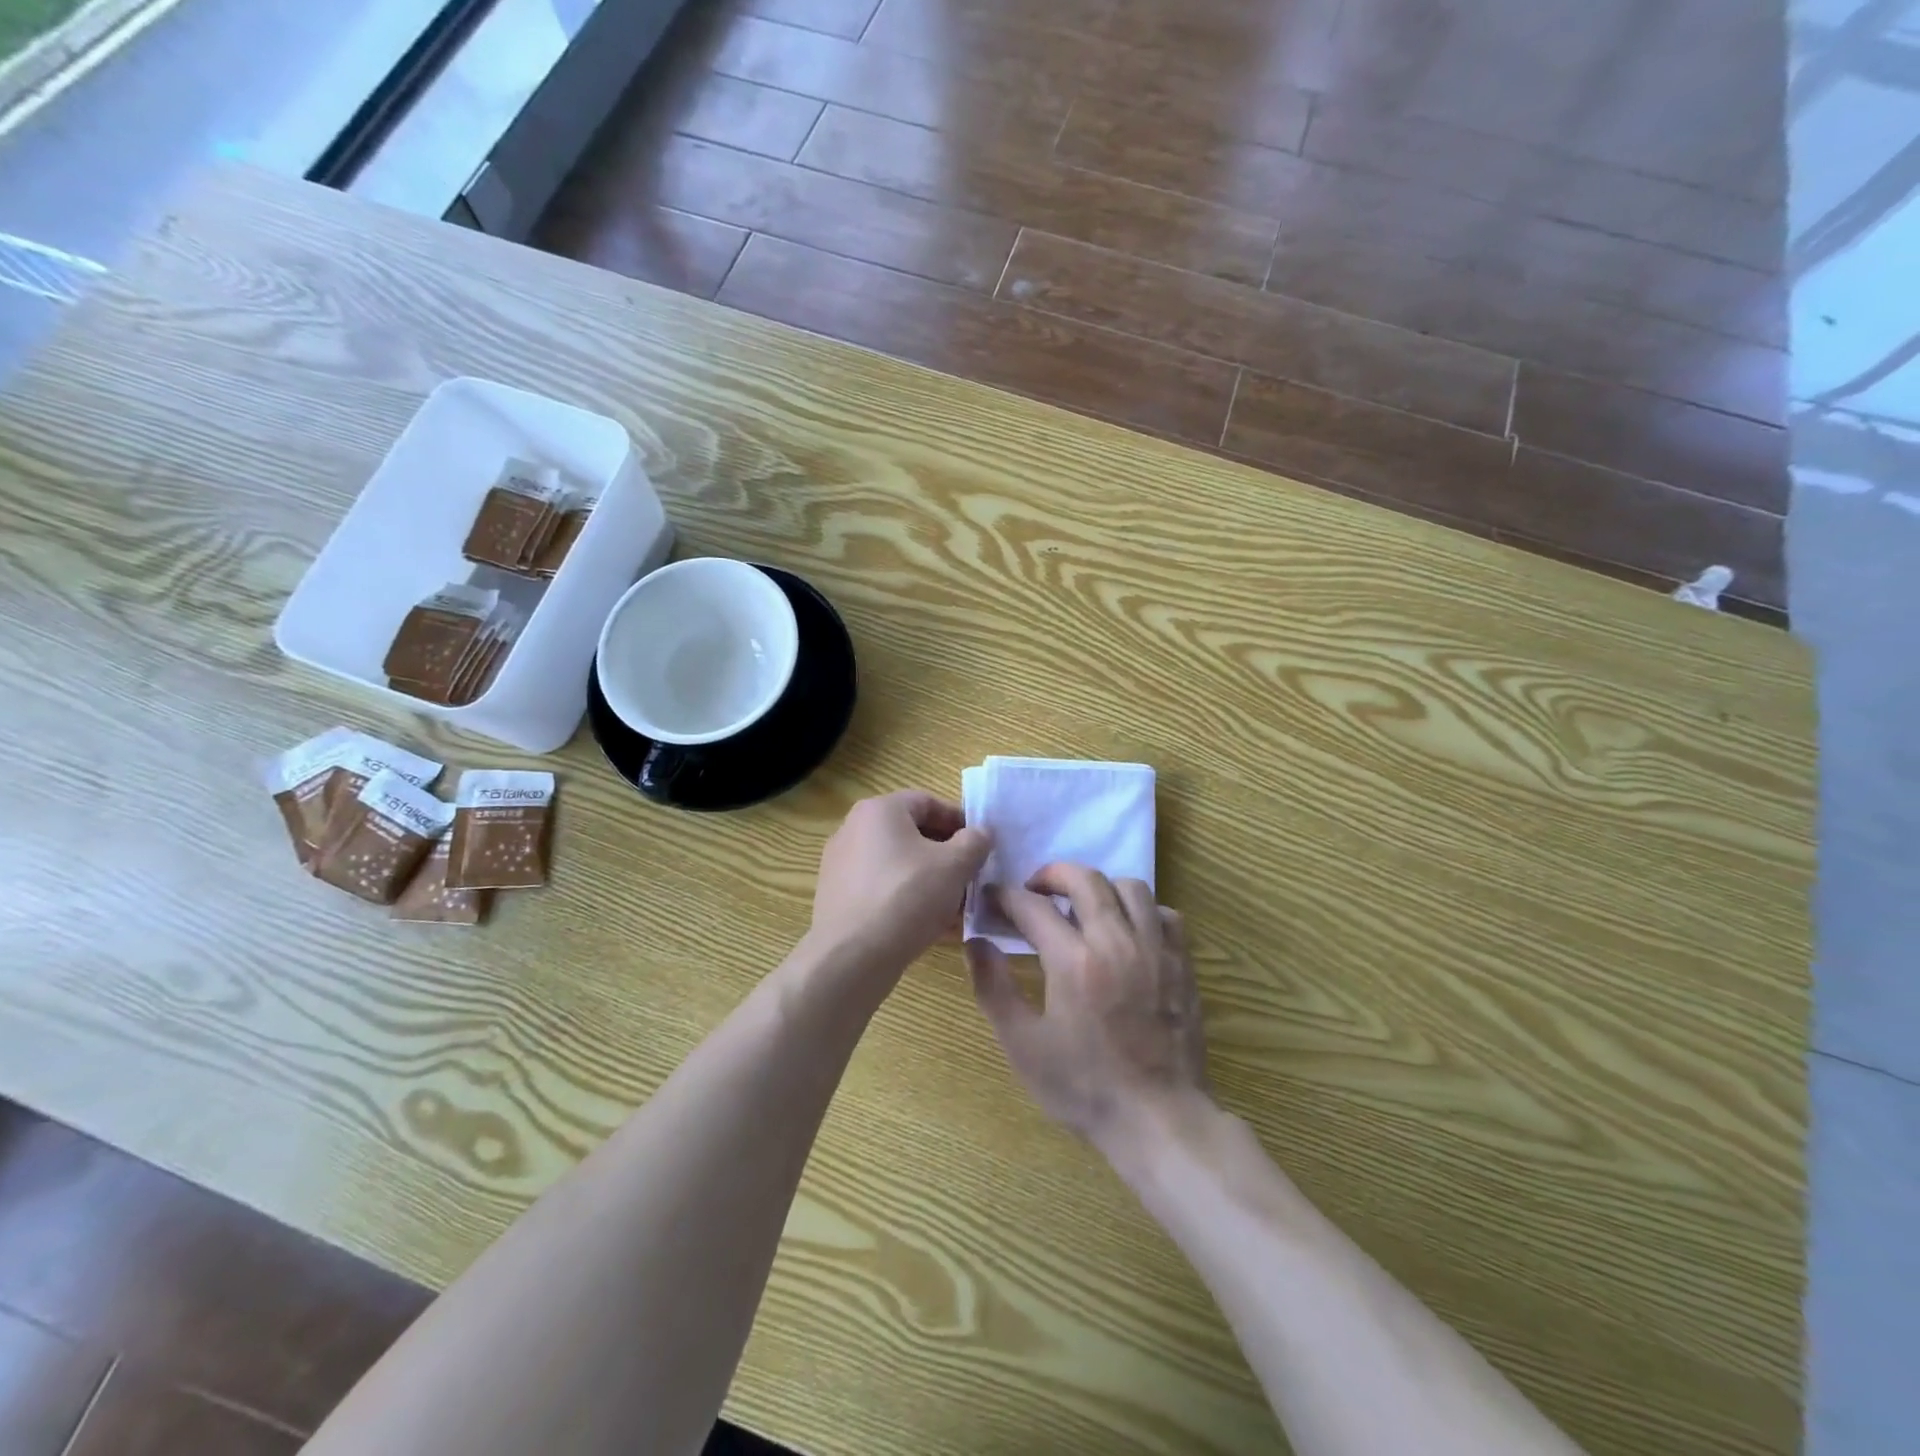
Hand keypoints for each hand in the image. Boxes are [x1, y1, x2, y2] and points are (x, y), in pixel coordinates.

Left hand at [811, 791, 992, 973]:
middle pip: (913, 834)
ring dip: (931, 880)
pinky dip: (909, 899)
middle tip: (972, 876)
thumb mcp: (954, 866)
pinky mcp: (839, 898)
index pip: (928, 803)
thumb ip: (975, 842)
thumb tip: (981, 833)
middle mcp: (854, 830)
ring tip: (958, 906)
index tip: (982, 844)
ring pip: (899, 865)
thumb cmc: (906, 897)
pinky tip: (932, 925)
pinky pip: (883, 889)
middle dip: (947, 855)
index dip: (960, 821)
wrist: (851, 958)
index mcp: (879, 810)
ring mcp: (842, 865)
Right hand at [968, 864, 1210, 1153]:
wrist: (1158, 1119)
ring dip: (1099, 887)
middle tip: (1034, 890)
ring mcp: (1155, 949)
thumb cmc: (1084, 1087)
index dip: (1005, 896)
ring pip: (1129, 887)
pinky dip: (1141, 910)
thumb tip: (976, 942)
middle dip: (1052, 874)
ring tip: (1082, 906)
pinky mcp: (1181, 963)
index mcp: (1074, 961)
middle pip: (1084, 879)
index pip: (1033, 906)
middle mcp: (1116, 941)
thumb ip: (993, 987)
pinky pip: (1164, 914)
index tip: (992, 899)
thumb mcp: (1023, 1045)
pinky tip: (1127, 930)